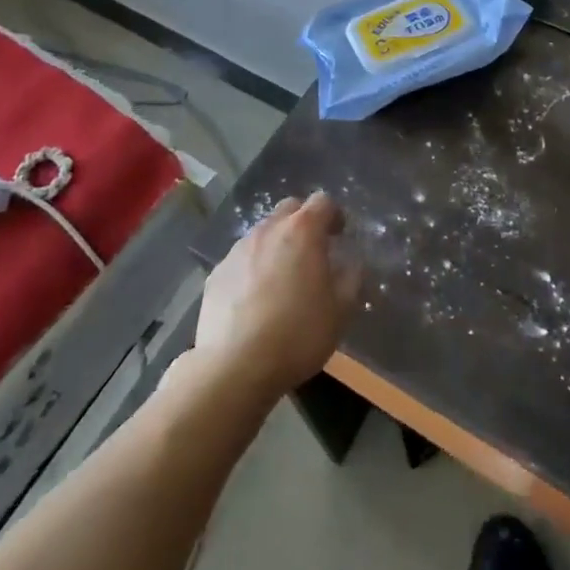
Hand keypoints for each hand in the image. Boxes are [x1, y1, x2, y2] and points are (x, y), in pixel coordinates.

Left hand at [195, 192, 361, 398]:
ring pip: (263, 233)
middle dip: (303, 223)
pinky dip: (252, 268)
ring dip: (276, 245)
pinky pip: (241, 259)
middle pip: (289, 209)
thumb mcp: (341, 310)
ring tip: (282, 279)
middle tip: (312, 253)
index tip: (339, 237)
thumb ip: (352, 278)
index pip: (323, 201)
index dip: (334, 215)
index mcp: (302, 231)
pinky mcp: (216, 273)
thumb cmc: (297, 334)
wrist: (233, 368)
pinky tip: (254, 300)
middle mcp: (268, 229)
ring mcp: (238, 250)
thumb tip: (351, 263)